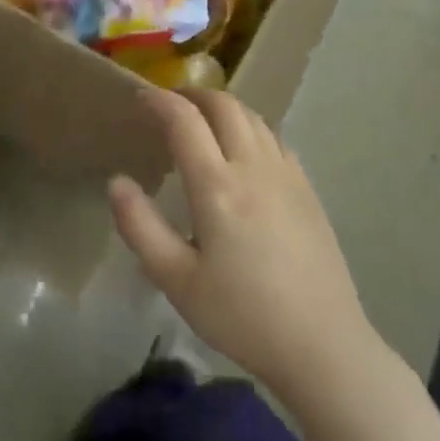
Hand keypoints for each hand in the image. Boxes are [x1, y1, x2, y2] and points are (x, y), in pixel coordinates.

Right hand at [109, 90, 373, 396]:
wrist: (322, 345)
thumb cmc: (241, 316)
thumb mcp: (176, 280)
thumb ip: (140, 226)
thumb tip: (116, 181)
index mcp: (218, 187)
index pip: (185, 120)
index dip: (159, 101)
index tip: (139, 98)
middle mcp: (254, 167)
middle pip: (224, 106)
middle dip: (192, 95)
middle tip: (168, 105)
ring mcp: (287, 175)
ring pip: (253, 117)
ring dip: (223, 107)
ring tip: (201, 122)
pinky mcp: (307, 189)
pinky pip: (275, 138)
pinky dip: (250, 127)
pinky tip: (243, 150)